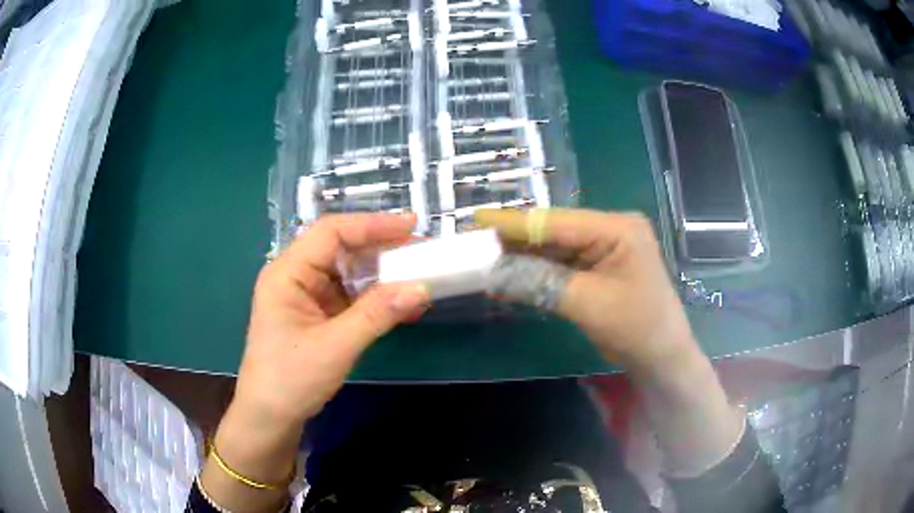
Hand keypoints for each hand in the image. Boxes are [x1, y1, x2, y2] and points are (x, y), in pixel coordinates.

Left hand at [202, 214, 428, 511]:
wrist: (271, 417)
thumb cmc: (290, 380)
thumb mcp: (335, 347)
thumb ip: (377, 315)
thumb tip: (422, 288)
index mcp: (287, 273)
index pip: (331, 233)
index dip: (371, 225)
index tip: (411, 225)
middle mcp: (296, 276)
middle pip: (341, 248)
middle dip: (381, 248)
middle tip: (422, 250)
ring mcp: (307, 296)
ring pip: (349, 272)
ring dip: (382, 274)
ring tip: (419, 275)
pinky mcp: (318, 314)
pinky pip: (351, 296)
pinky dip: (376, 298)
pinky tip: (402, 304)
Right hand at [476, 208, 696, 377]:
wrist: (662, 358)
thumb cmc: (636, 328)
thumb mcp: (587, 304)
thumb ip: (540, 282)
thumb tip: (494, 273)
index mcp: (617, 227)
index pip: (557, 222)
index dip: (515, 222)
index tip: (477, 220)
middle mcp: (612, 229)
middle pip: (555, 231)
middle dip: (517, 240)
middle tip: (476, 243)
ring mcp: (606, 247)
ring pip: (556, 248)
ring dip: (524, 257)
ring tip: (486, 260)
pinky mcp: (600, 265)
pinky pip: (563, 264)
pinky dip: (539, 271)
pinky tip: (512, 275)